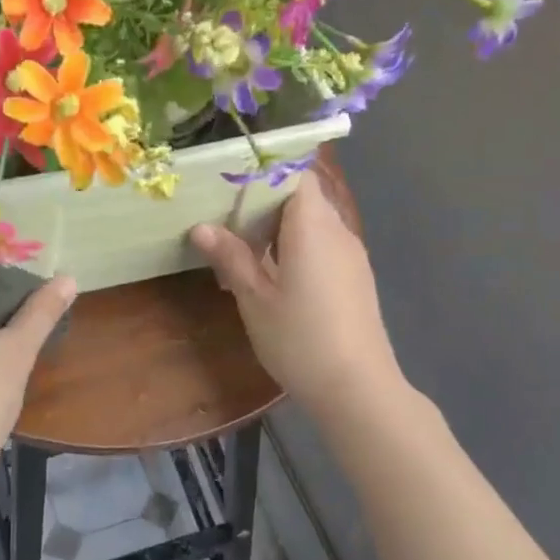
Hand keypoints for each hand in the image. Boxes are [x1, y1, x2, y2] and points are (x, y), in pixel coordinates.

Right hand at [189, 177, 402, 420]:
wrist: (358, 389)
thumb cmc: (300, 339)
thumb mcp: (255, 299)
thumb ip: (231, 257)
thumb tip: (201, 227)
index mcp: (313, 226)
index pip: (296, 173)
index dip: (265, 170)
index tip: (230, 179)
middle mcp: (337, 231)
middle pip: (302, 196)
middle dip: (263, 201)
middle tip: (223, 214)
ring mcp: (351, 255)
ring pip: (312, 222)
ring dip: (278, 227)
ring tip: (240, 245)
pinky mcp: (354, 277)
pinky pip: (322, 245)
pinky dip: (295, 246)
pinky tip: (271, 273)